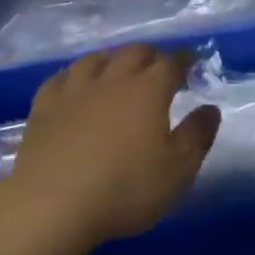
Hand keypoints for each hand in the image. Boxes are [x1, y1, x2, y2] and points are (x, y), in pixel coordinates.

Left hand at [2, 45, 219, 244]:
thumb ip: (197, 136)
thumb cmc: (124, 188)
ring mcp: (73, 89)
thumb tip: (210, 108)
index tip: (190, 62)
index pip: (169, 64)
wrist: (53, 201)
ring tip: (117, 69)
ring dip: (112, 59)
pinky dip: (74, 76)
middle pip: (132, 53)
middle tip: (157, 65)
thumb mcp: (177, 170)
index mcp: (147, 91)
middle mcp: (111, 80)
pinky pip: (61, 77)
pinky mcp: (44, 104)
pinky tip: (74, 85)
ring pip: (95, 59)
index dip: (182, 60)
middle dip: (149, 55)